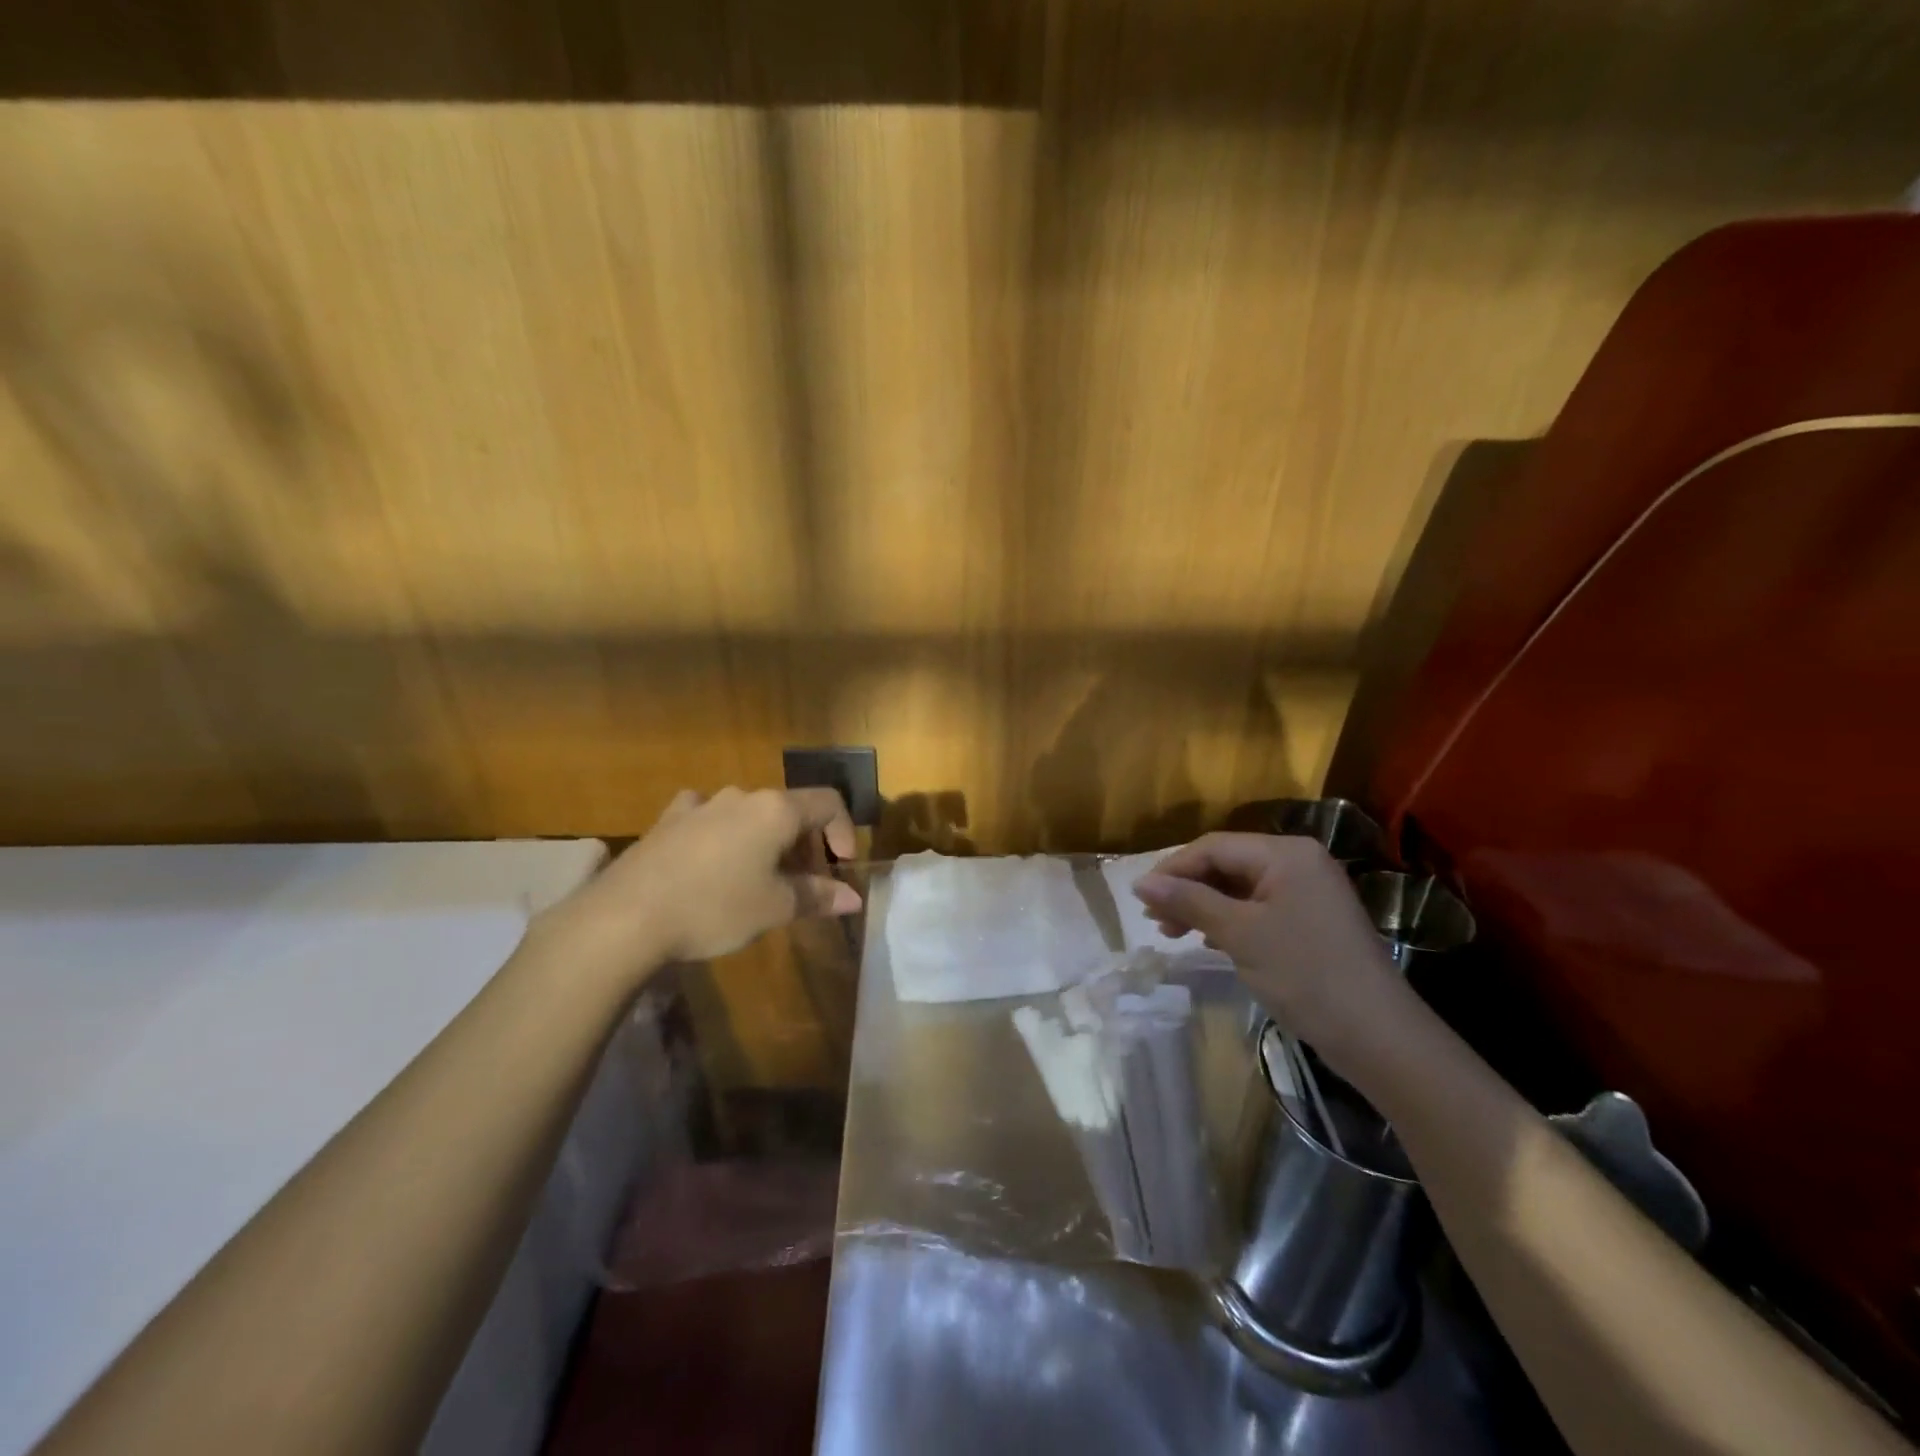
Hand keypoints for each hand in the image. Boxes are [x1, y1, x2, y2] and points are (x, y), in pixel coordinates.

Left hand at [537, 787, 861, 985]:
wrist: (626, 916)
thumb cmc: (715, 908)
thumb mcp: (775, 908)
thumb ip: (818, 897)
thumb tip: (853, 898)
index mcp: (776, 810)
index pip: (828, 803)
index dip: (844, 831)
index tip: (841, 867)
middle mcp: (742, 796)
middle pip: (789, 809)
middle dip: (805, 843)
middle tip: (804, 882)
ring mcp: (701, 804)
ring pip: (749, 813)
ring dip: (765, 839)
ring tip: (760, 875)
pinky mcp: (668, 820)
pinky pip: (708, 817)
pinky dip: (723, 833)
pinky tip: (712, 858)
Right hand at [1133, 833, 1411, 1063]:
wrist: (1378, 1036)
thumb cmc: (1304, 974)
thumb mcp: (1239, 934)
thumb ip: (1188, 901)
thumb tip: (1140, 883)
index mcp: (1286, 853)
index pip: (1213, 847)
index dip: (1172, 869)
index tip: (1140, 899)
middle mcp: (1299, 862)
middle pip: (1226, 864)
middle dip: (1187, 889)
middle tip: (1155, 921)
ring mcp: (1308, 892)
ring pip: (1240, 888)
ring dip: (1203, 906)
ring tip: (1173, 933)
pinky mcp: (1311, 921)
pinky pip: (1258, 908)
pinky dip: (1228, 920)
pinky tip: (1208, 941)